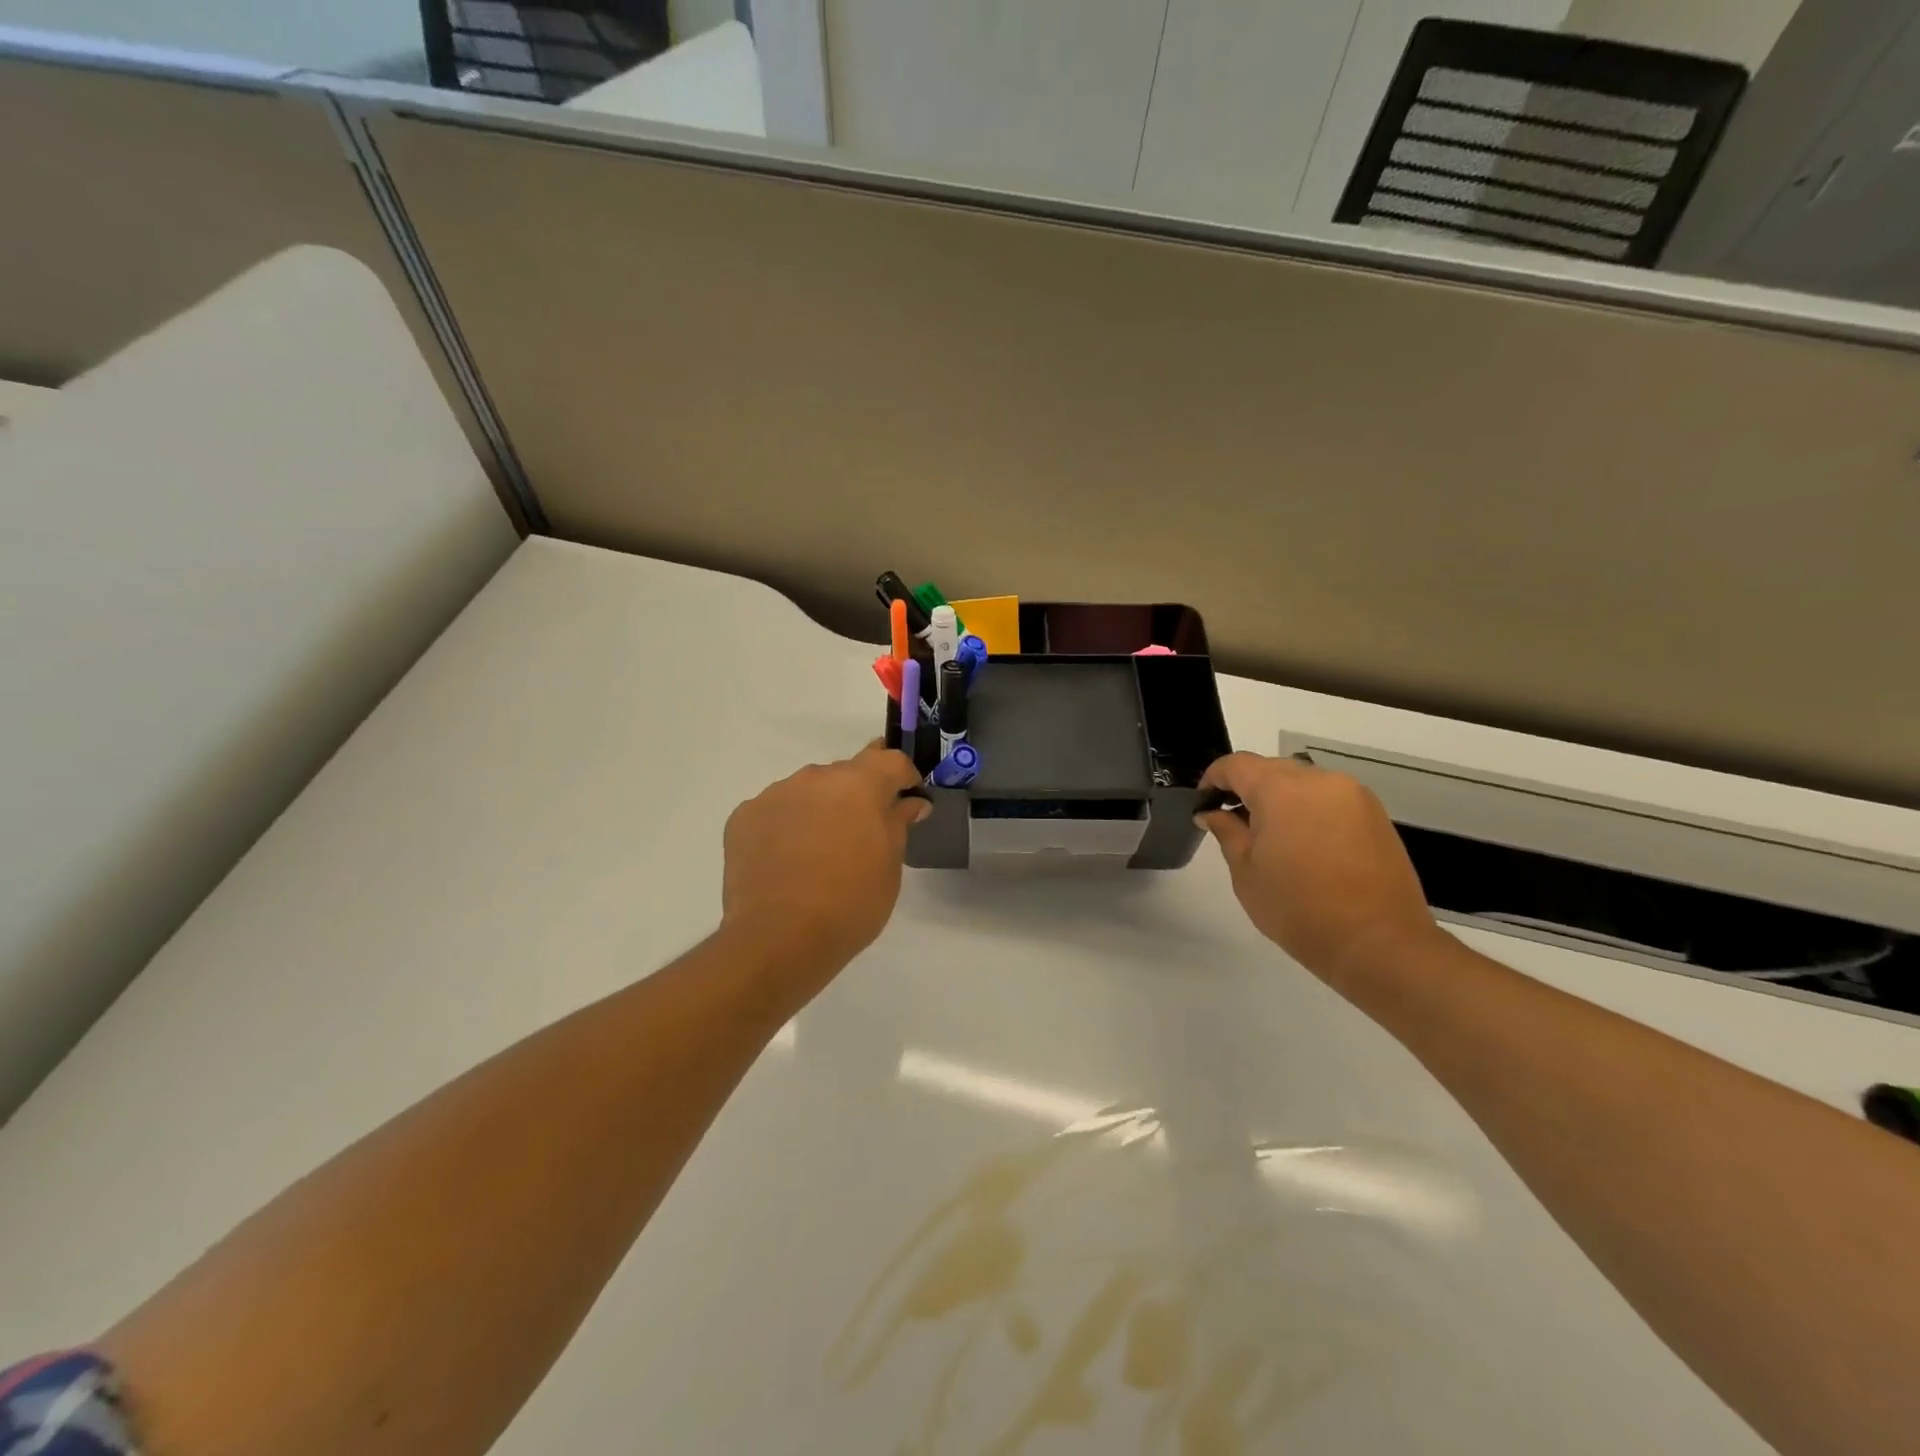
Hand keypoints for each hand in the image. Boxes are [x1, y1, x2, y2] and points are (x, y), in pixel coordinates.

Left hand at [720, 743, 931, 993]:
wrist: (778, 939)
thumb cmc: (850, 904)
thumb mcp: (889, 866)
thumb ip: (898, 823)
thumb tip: (910, 802)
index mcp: (859, 785)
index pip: (890, 760)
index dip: (903, 775)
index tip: (907, 797)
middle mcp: (815, 778)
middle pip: (846, 773)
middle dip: (858, 795)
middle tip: (861, 833)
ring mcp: (775, 794)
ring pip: (808, 790)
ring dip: (820, 808)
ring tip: (818, 850)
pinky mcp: (743, 817)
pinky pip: (775, 811)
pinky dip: (786, 826)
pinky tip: (786, 860)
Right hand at [1197, 753, 1442, 984]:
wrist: (1378, 943)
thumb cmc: (1298, 909)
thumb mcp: (1246, 872)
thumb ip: (1227, 832)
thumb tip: (1212, 812)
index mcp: (1281, 790)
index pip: (1237, 764)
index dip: (1213, 777)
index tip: (1204, 803)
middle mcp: (1319, 780)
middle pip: (1271, 769)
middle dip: (1248, 788)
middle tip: (1235, 824)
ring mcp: (1353, 795)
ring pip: (1303, 782)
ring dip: (1281, 799)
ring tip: (1273, 838)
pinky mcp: (1375, 814)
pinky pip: (1330, 798)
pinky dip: (1310, 810)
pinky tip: (1306, 846)